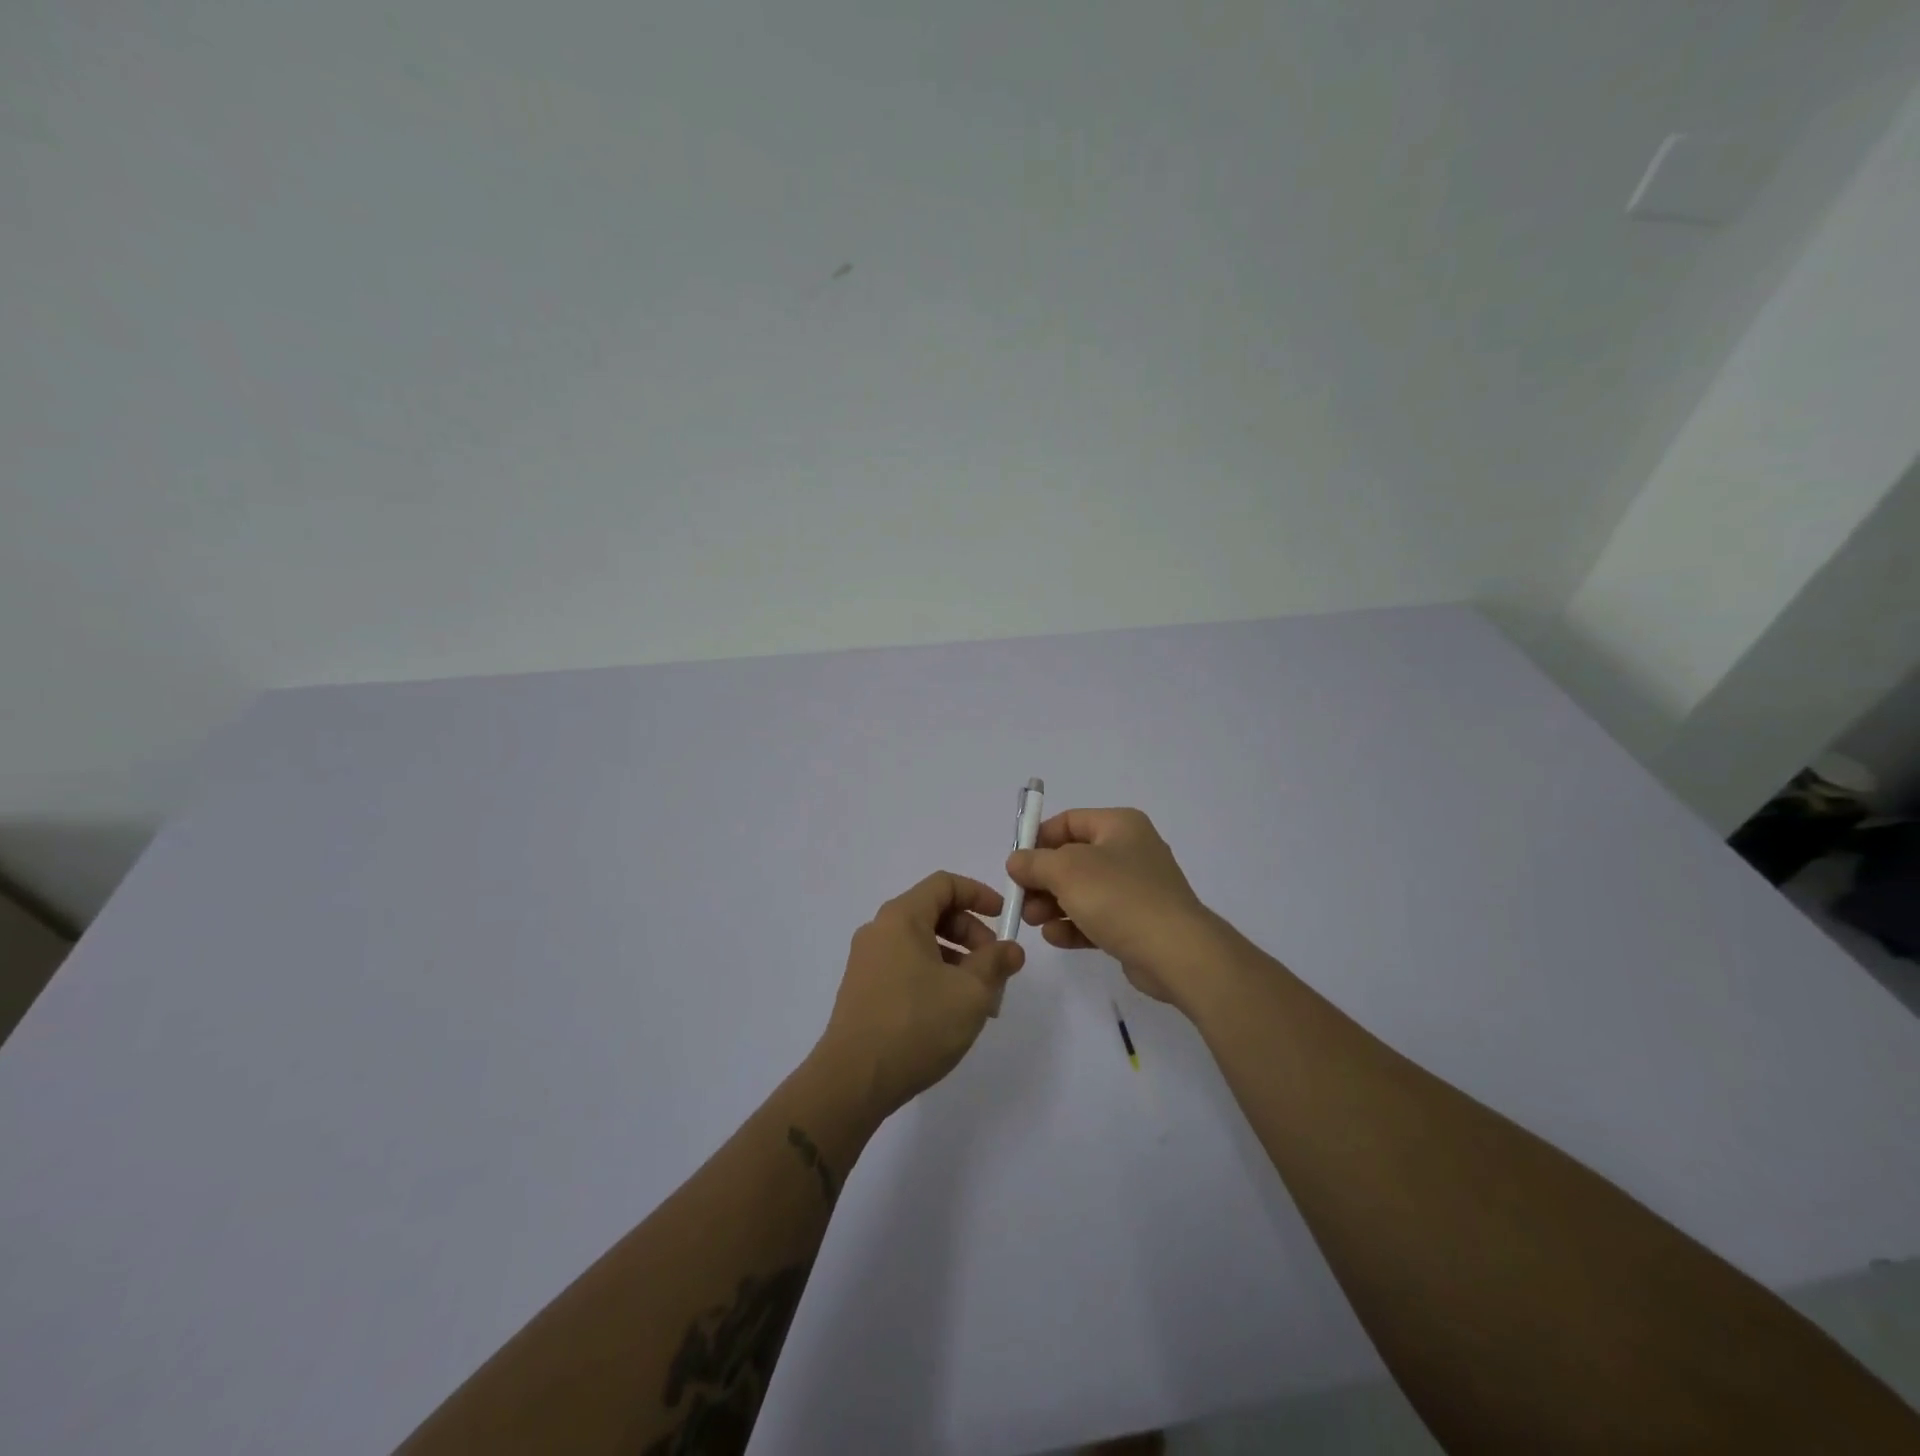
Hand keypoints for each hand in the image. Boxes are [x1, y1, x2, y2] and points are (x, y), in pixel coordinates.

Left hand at [813, 872, 1025, 1118]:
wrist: (853, 1080)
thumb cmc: (916, 1025)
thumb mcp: (970, 992)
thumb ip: (995, 963)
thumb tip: (1011, 949)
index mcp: (901, 917)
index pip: (944, 884)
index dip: (979, 894)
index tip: (1004, 918)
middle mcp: (879, 930)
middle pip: (933, 913)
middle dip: (971, 934)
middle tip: (996, 967)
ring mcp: (867, 961)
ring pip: (921, 944)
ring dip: (956, 960)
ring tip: (980, 999)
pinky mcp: (863, 990)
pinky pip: (906, 966)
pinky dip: (934, 976)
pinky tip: (950, 1012)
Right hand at [1005, 807, 1217, 1010]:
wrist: (1176, 952)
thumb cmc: (1119, 897)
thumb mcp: (1066, 871)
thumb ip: (1034, 862)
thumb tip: (1017, 861)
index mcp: (1119, 826)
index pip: (1069, 821)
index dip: (1039, 839)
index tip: (1016, 864)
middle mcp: (1130, 851)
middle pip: (1073, 858)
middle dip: (1042, 879)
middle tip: (1021, 899)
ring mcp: (1136, 889)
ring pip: (1083, 890)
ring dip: (1053, 904)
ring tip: (1033, 921)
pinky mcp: (1137, 923)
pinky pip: (1097, 917)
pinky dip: (1074, 925)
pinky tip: (1055, 938)